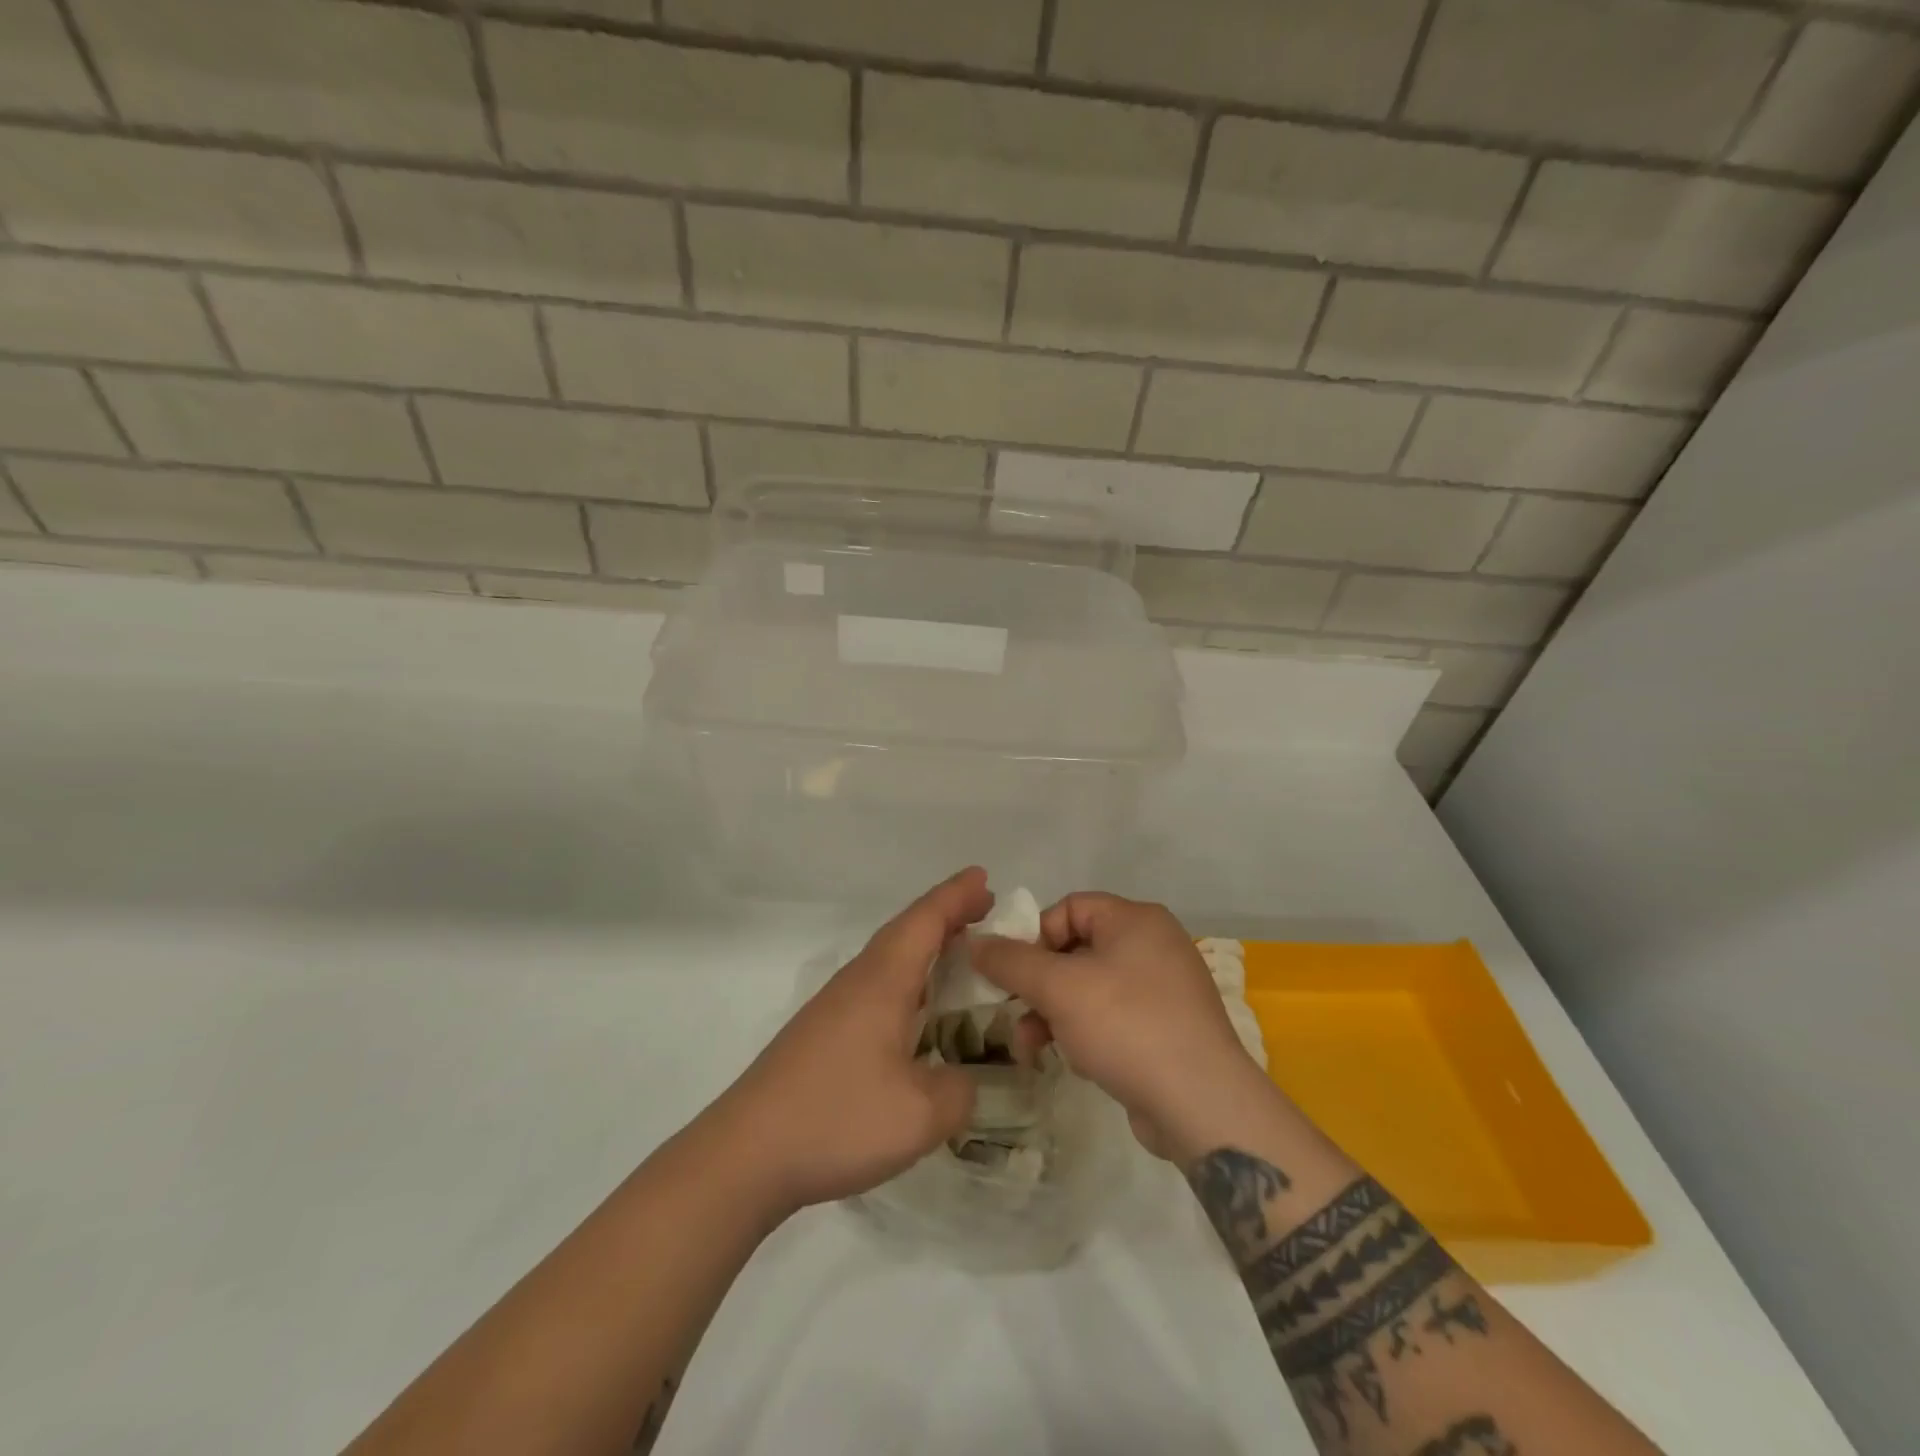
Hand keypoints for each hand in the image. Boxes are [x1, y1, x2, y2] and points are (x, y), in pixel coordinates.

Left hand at [709, 869, 988, 1217]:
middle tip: (983, 907)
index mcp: (882, 981)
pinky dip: (907, 979)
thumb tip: (962, 1080)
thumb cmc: (836, 1119)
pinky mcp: (822, 1034)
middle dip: (945, 914)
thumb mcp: (919, 1115)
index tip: (985, 876)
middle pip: (905, 931)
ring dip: (924, 946)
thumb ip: (958, 1091)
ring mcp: (835, 1007)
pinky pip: (876, 986)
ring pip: (888, 958)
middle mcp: (858, 981)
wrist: (745, 1155)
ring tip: (958, 952)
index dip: (957, 895)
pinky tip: (915, 1010)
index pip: (925, 920)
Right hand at [972, 893, 1269, 1160]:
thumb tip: (974, 942)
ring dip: (1054, 1013)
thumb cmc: (1126, 1026)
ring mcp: (1164, 988)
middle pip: (1076, 949)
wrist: (1201, 1104)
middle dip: (1039, 984)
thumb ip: (1011, 961)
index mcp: (1135, 920)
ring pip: (1090, 988)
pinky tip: (1073, 1061)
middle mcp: (1153, 945)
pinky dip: (1085, 1032)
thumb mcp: (1058, 987)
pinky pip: (1113, 1017)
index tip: (1013, 974)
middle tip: (1014, 1012)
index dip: (1034, 936)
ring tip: (1030, 1047)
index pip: (1068, 908)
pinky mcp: (1167, 1028)